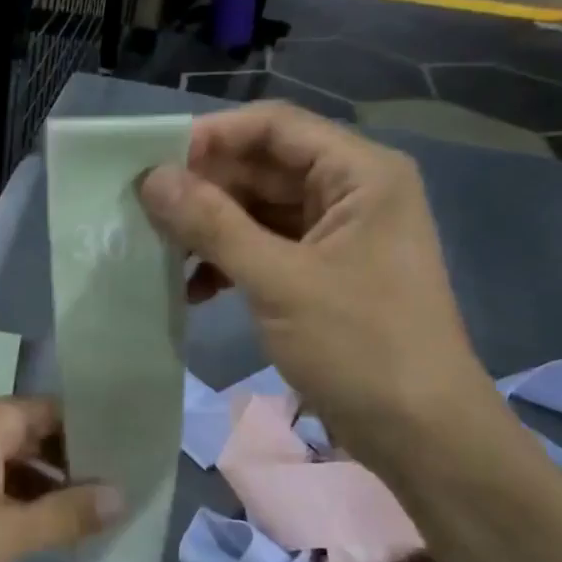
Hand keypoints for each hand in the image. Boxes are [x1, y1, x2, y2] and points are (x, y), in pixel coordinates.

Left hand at [0, 397, 121, 561]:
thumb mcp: (8, 532)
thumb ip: (67, 514)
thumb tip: (121, 496)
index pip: (54, 412)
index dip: (92, 432)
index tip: (130, 455)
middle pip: (32, 435)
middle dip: (71, 463)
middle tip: (118, 490)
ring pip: (8, 462)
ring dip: (43, 487)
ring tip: (88, 515)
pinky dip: (13, 500)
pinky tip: (37, 529)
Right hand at [137, 101, 500, 471]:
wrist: (420, 434)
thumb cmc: (359, 346)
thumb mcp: (279, 280)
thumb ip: (213, 224)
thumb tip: (151, 178)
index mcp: (360, 174)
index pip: (274, 127)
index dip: (212, 137)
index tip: (152, 163)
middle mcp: (350, 193)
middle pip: (263, 168)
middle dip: (203, 188)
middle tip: (142, 211)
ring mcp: (335, 237)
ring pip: (257, 211)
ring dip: (209, 229)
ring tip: (159, 252)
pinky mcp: (321, 275)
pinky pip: (264, 250)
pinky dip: (227, 263)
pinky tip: (191, 289)